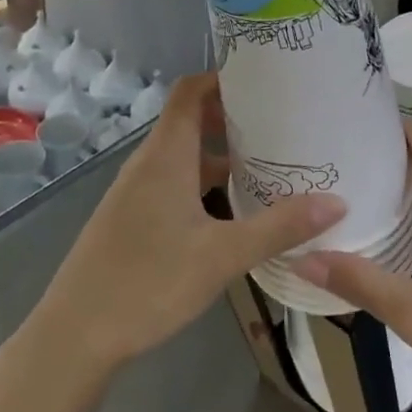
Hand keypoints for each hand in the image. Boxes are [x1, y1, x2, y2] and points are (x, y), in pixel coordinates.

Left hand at [29, 73, 344, 376]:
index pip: (190, 90)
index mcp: (165, 155)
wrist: (75, 335)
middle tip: (282, 123)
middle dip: (234, 117)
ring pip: (184, 156)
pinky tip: (234, 210)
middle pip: (191, 120)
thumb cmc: (148, 282)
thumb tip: (336, 202)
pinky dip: (204, 182)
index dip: (223, 76)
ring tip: (269, 163)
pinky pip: (174, 182)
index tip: (265, 79)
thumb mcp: (222, 256)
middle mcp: (148, 163)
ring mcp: (136, 191)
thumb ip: (278, 227)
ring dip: (221, 154)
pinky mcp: (132, 217)